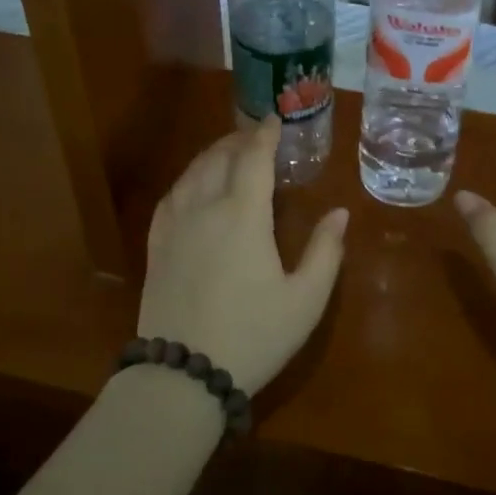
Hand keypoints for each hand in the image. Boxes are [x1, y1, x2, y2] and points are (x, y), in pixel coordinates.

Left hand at [139, 118, 348, 394]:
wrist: (183, 375)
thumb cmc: (253, 336)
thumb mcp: (305, 300)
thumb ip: (326, 251)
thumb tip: (340, 213)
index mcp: (243, 215)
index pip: (254, 158)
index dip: (266, 134)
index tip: (276, 119)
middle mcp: (204, 208)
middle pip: (219, 157)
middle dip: (239, 139)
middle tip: (257, 135)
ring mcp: (174, 226)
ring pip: (191, 173)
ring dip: (212, 154)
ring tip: (228, 152)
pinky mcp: (155, 246)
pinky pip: (170, 196)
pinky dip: (187, 179)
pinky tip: (193, 186)